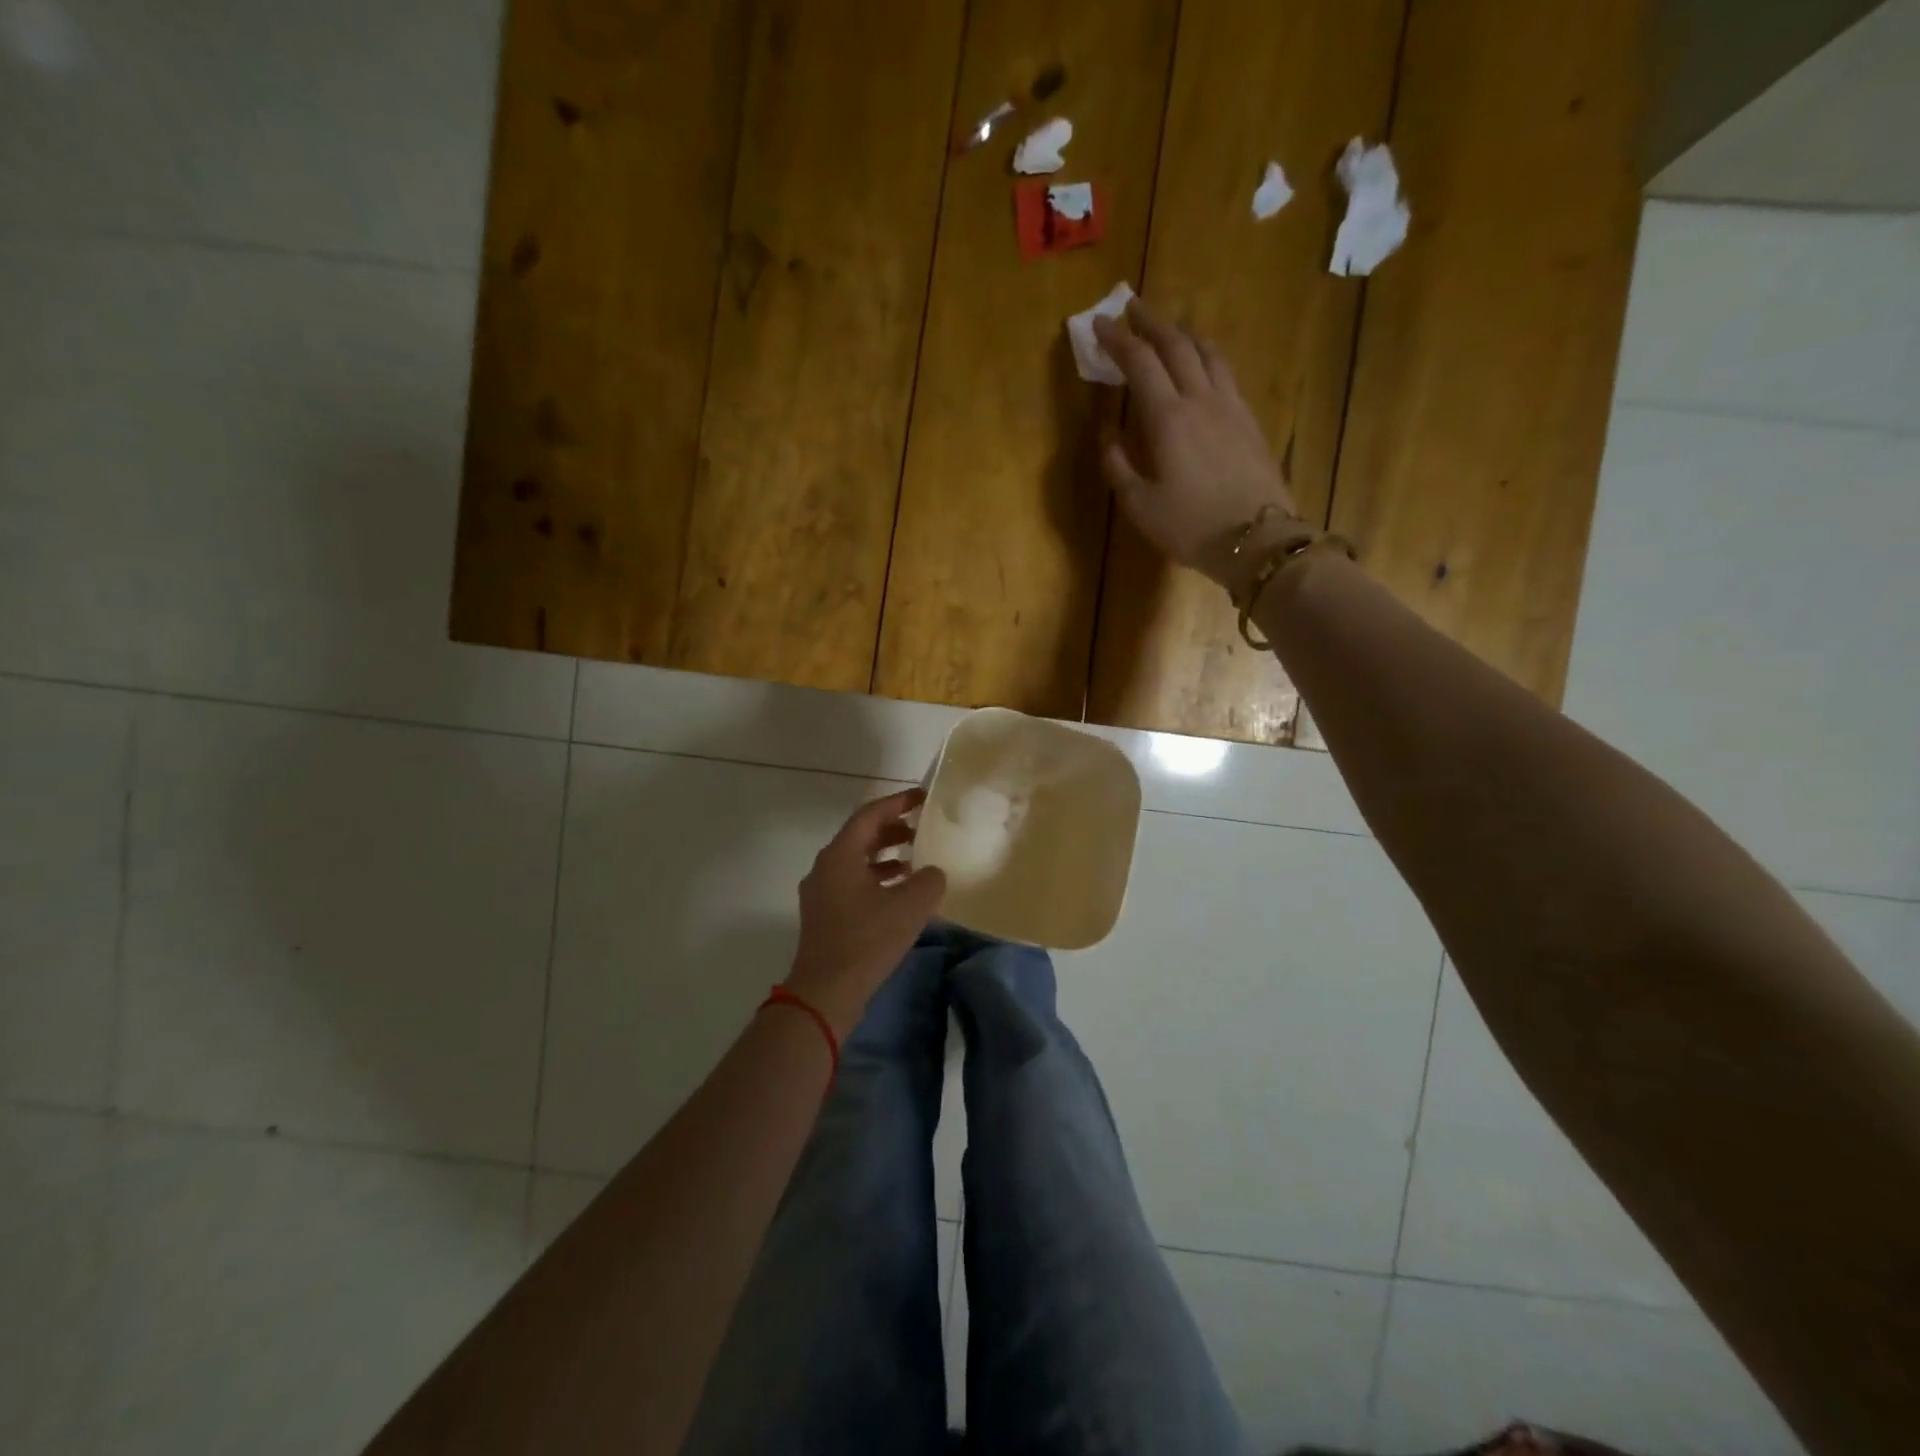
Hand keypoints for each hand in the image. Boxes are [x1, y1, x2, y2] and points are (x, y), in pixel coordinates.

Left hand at [787, 788, 946, 1037]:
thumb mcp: (911, 906)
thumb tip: (931, 873)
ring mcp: (821, 892)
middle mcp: (825, 867)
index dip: (898, 802)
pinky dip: (877, 878)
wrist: (826, 992)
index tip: (922, 798)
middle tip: (923, 828)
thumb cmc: (867, 940)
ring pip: (857, 861)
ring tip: (917, 859)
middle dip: (893, 829)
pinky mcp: (825, 915)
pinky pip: (853, 883)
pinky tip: (901, 893)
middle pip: (861, 836)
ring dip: (886, 856)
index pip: (870, 815)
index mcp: (840, 855)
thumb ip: (929, 880)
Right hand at [1092, 299, 1301, 591]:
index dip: (1118, 340)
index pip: (1140, 363)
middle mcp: (1200, 399)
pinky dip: (1206, 356)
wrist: (1257, 539)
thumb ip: (1118, 465)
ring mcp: (1230, 406)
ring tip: (1169, 329)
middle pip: (1176, 345)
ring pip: (1207, 352)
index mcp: (1168, 418)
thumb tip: (1108, 433)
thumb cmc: (1189, 526)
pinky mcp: (1249, 419)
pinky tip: (1203, 364)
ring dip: (1183, 333)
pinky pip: (1225, 372)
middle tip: (1131, 308)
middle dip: (1151, 322)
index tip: (1100, 324)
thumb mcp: (1139, 504)